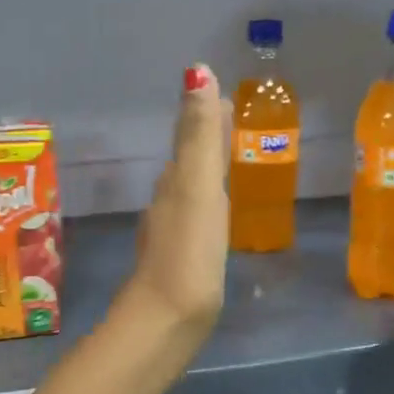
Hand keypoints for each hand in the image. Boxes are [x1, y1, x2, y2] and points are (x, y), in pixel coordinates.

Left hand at [114, 64, 228, 348]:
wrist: (164, 321)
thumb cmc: (188, 254)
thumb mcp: (197, 188)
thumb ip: (198, 136)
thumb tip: (196, 72)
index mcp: (175, 183)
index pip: (191, 139)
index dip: (205, 116)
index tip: (222, 96)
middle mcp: (168, 204)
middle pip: (188, 162)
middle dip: (205, 140)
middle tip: (228, 121)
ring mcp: (171, 236)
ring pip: (188, 192)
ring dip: (204, 173)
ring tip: (224, 163)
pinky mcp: (180, 265)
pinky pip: (194, 222)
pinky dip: (205, 207)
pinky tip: (212, 219)